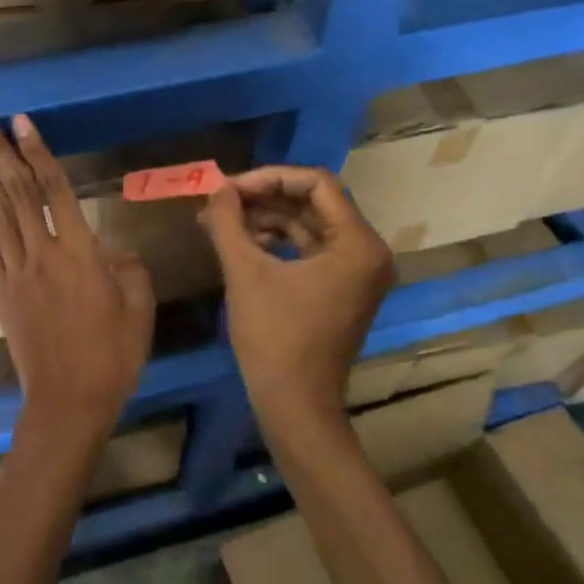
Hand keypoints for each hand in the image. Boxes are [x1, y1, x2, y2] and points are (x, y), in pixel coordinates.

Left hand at [0, 110, 154, 443]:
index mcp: (80, 254)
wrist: (68, 402)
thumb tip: (111, 250)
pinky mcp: (2, 292)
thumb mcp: (140, 309)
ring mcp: (16, 273)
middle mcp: (42, 254)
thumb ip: (128, 269)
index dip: (37, 153)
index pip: (55, 191)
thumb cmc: (112, 356)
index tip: (21, 121)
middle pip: (16, 193)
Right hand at [199, 166, 394, 436]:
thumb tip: (216, 188)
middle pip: (314, 202)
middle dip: (265, 197)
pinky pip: (310, 249)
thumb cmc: (274, 338)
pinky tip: (242, 243)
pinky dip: (278, 242)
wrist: (295, 406)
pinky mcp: (342, 289)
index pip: (316, 184)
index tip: (229, 188)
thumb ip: (228, 222)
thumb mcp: (245, 273)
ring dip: (267, 219)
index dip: (269, 178)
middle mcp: (367, 252)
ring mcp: (357, 272)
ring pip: (310, 225)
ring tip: (223, 220)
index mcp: (358, 244)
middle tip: (222, 199)